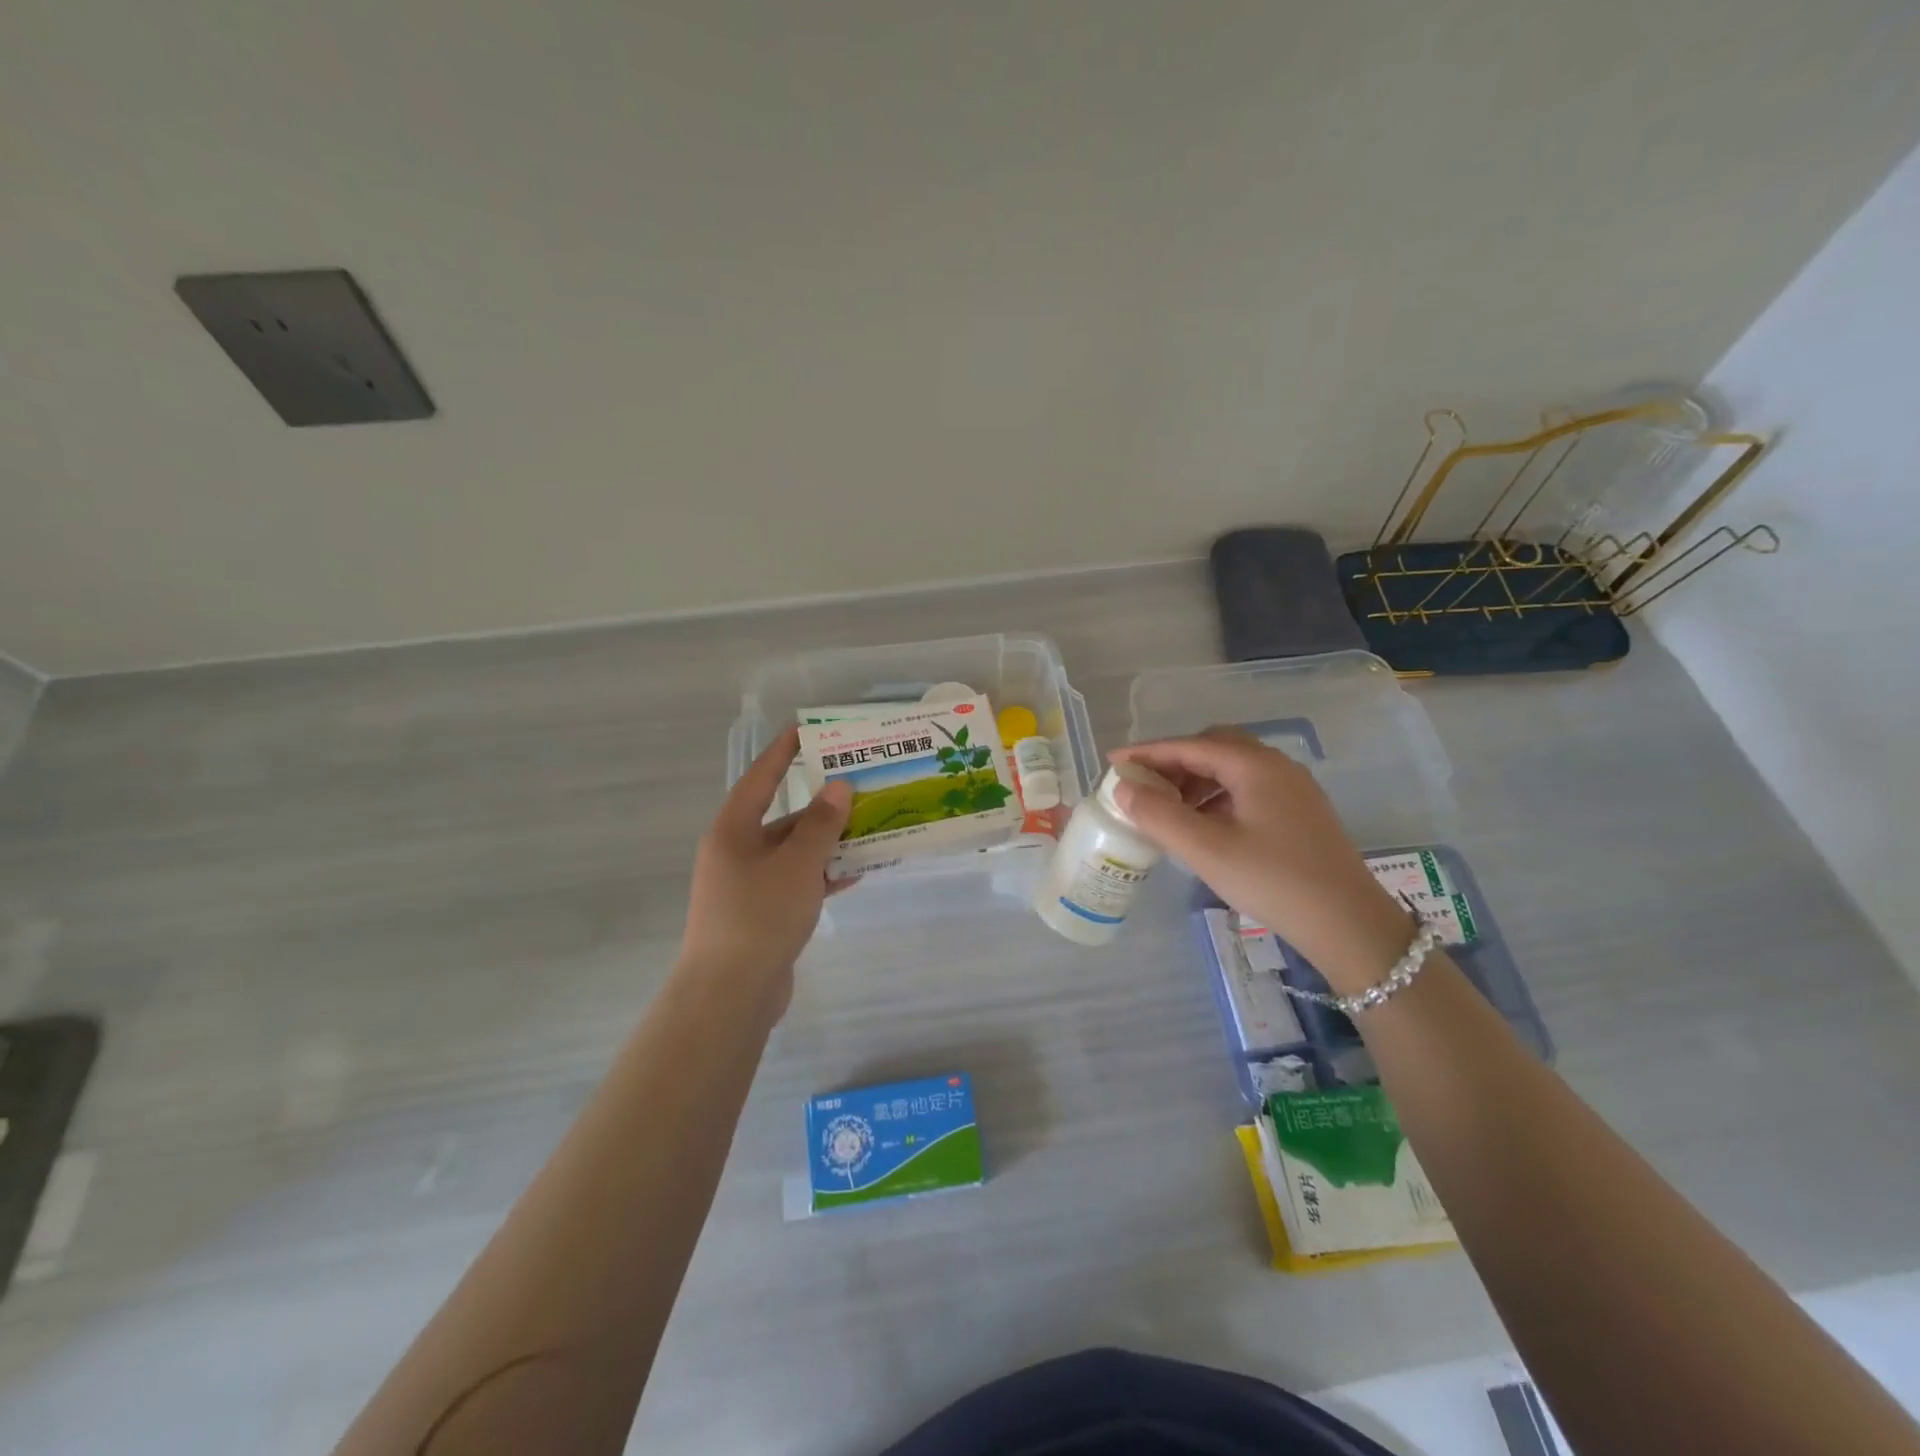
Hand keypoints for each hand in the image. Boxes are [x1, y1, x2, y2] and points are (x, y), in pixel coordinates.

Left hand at [682, 726, 851, 1011]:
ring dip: (829, 842)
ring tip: (871, 827)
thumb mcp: (797, 865)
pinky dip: (824, 875)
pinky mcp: (764, 914)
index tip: (809, 730)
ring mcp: (749, 886)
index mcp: (733, 831)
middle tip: (860, 786)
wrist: (730, 995)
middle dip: (822, 805)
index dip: (784, 752)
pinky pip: (798, 883)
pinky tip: (857, 872)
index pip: (761, 779)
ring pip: (795, 853)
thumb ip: (821, 825)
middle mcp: (737, 853)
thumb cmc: (759, 916)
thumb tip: (839, 787)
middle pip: (783, 818)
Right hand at [1110, 730, 1411, 991]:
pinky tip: (1205, 824)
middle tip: (1144, 786)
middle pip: (1214, 747)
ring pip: (1232, 768)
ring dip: (1195, 779)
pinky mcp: (1300, 811)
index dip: (1148, 752)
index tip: (1114, 763)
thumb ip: (1159, 815)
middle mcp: (1276, 765)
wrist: (1349, 924)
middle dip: (1174, 761)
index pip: (1190, 745)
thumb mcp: (1206, 850)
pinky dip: (1217, 795)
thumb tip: (1124, 788)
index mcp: (1254, 765)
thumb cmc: (1273, 881)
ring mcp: (1292, 788)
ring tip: (1169, 809)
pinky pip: (1247, 787)